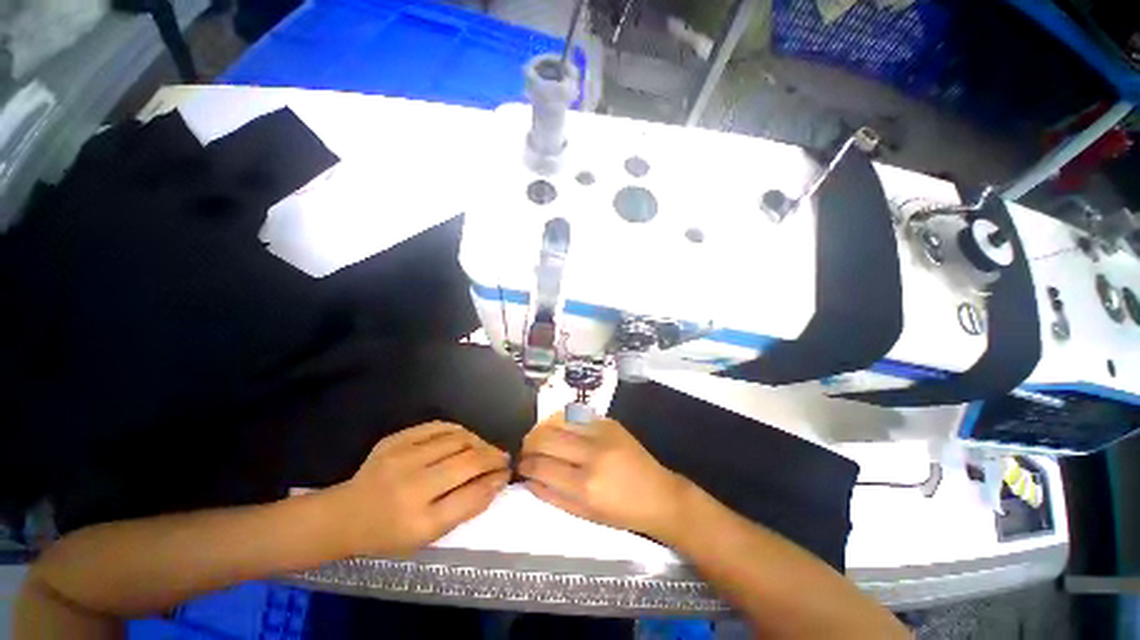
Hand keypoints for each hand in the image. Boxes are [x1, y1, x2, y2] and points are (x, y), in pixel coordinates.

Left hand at [329, 422, 509, 556]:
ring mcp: (401, 457)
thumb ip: (466, 507)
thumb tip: (497, 481)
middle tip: (503, 458)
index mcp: (419, 522)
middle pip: (468, 461)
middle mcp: (411, 486)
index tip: (507, 474)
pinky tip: (465, 438)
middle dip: (493, 456)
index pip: (472, 494)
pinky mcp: (395, 439)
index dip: (495, 480)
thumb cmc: (389, 533)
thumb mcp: (428, 535)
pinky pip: (439, 426)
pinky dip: (459, 430)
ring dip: (479, 442)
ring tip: (485, 448)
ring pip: (458, 438)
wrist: (344, 516)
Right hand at [518, 413, 689, 539]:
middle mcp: (592, 454)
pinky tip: (562, 432)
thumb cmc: (621, 512)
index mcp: (585, 485)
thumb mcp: (584, 514)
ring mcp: (602, 433)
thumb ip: (552, 495)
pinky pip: (576, 416)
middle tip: (527, 450)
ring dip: (543, 429)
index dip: (524, 464)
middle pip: (546, 437)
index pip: (541, 466)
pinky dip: (563, 423)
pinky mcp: (609, 422)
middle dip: (529, 443)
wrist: (658, 494)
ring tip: (541, 439)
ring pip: (558, 420)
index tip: (519, 465)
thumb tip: (527, 478)